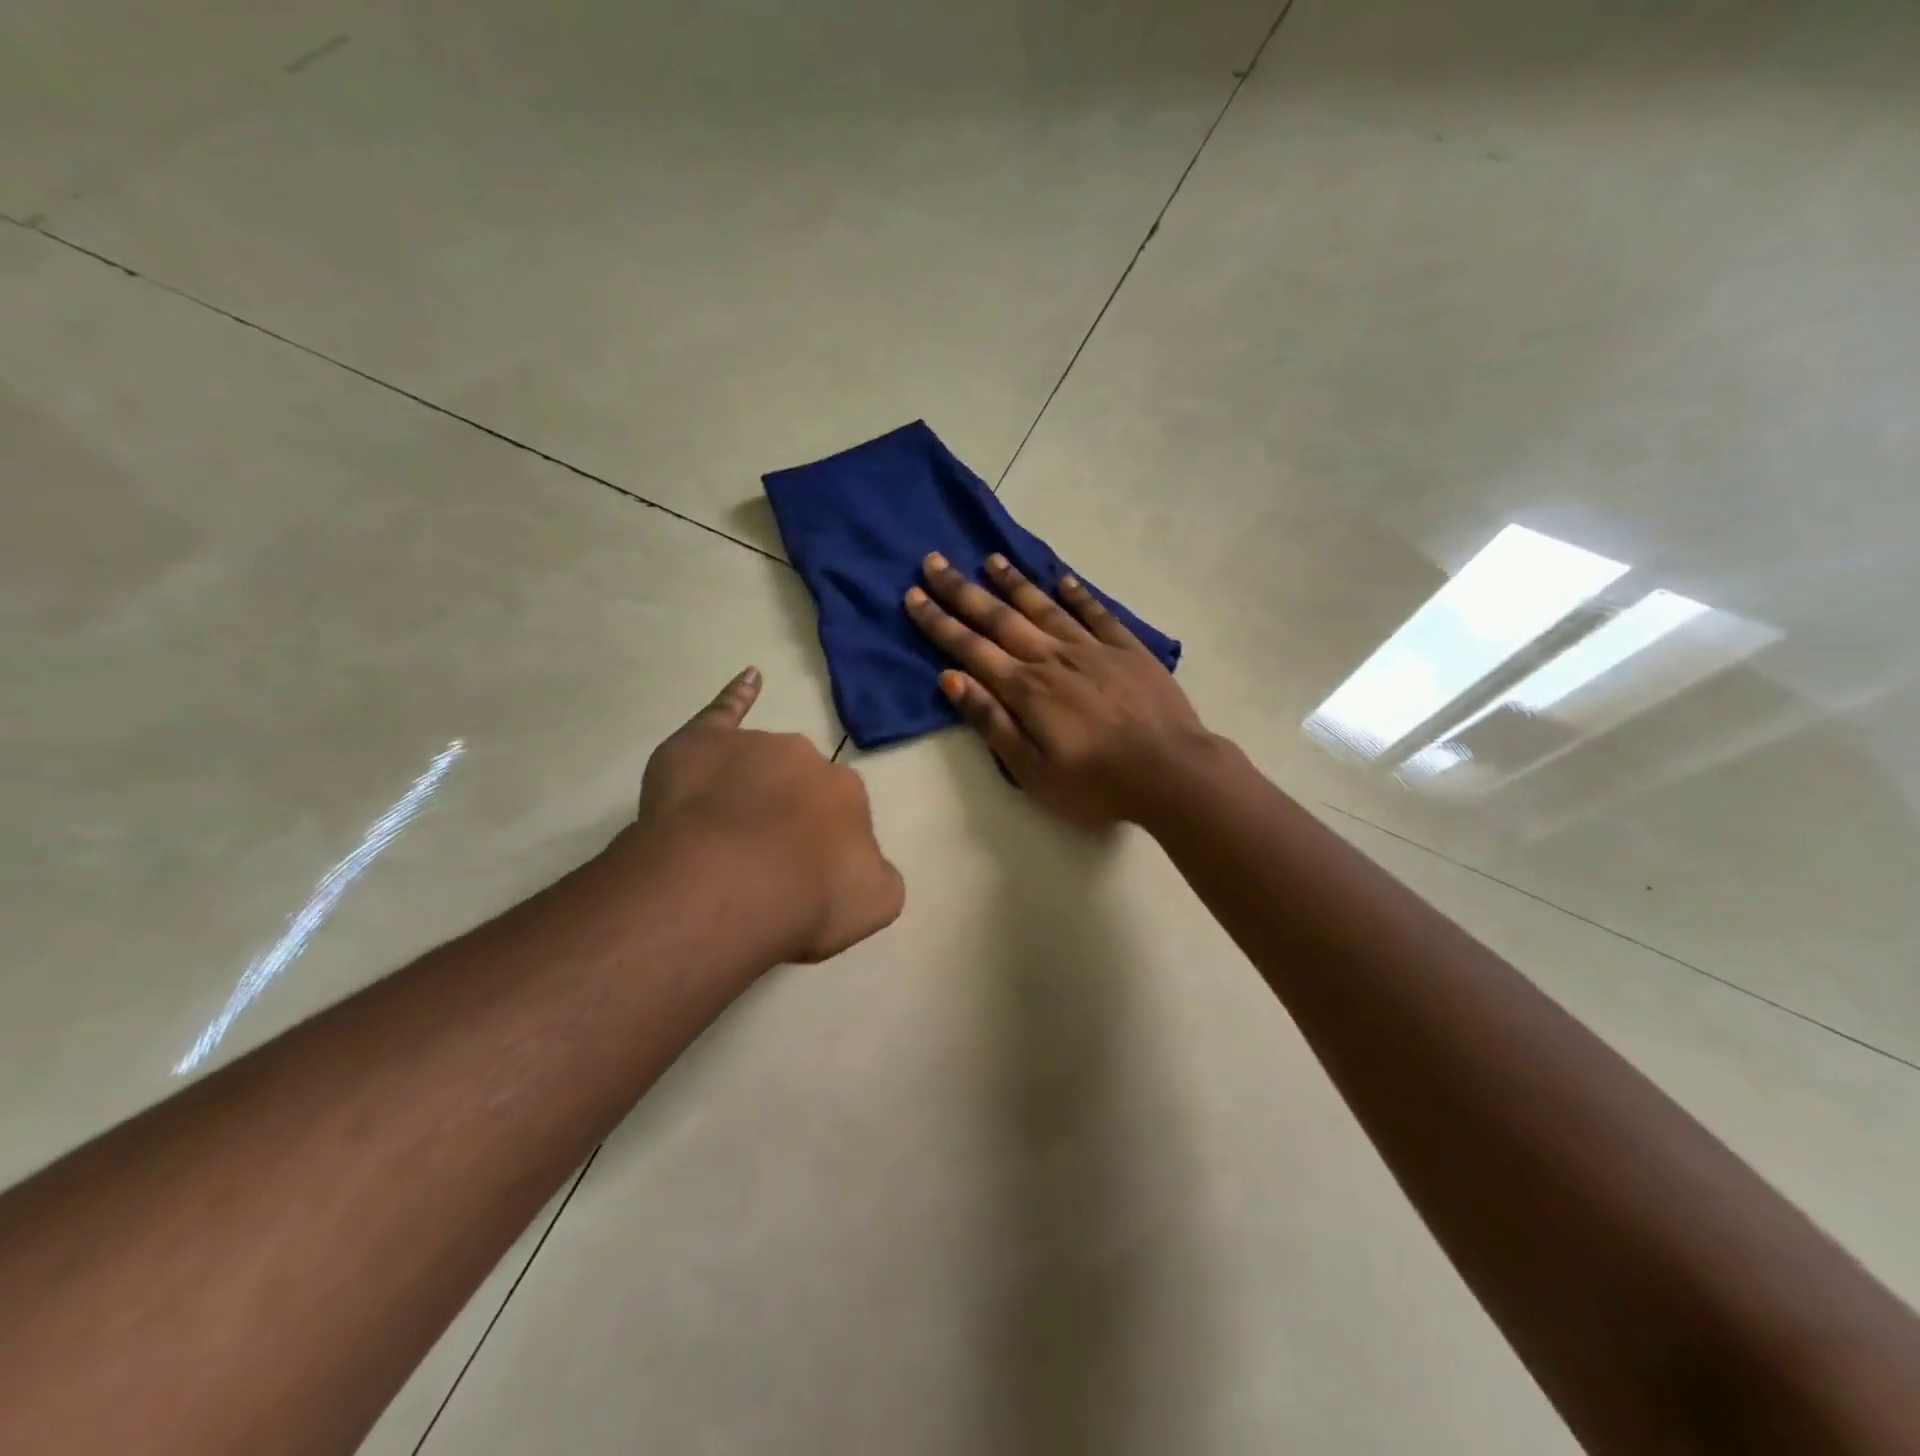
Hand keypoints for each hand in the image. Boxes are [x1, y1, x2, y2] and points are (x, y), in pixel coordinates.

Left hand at [630, 668, 904, 962]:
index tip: (802, 876)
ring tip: (722, 841)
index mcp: (848, 793)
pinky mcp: (703, 742)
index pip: (839, 812)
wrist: (731, 885)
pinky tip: (749, 679)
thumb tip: (866, 863)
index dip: (818, 846)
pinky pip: (723, 712)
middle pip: (798, 785)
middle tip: (761, 863)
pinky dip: (737, 695)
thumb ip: (878, 876)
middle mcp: (807, 759)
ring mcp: (755, 746)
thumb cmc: (808, 899)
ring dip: (750, 790)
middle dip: (785, 815)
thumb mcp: (874, 903)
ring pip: (756, 765)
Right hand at [904, 552, 1212, 828]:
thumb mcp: (1031, 770)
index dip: (939, 622)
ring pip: (1044, 607)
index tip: (914, 595)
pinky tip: (1061, 579)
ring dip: (1014, 582)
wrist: (1171, 772)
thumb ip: (991, 722)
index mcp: (1025, 689)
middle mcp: (1052, 658)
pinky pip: (1095, 613)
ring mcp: (1092, 649)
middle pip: (1000, 618)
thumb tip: (951, 679)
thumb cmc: (1095, 783)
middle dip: (963, 591)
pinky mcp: (1127, 649)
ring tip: (990, 559)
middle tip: (935, 561)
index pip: (970, 648)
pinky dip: (1076, 594)